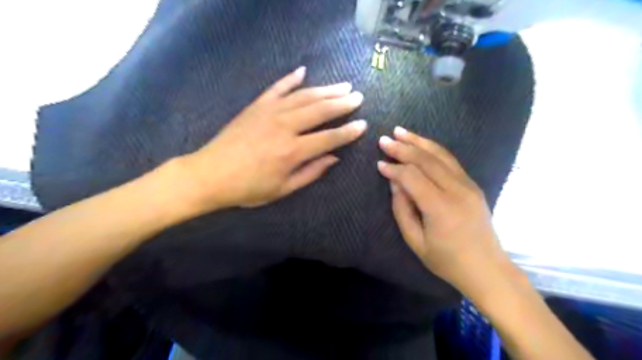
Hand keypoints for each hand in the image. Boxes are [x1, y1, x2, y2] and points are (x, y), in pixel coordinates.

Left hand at [179, 66, 365, 209]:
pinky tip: (303, 71)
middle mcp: (285, 126)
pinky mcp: (256, 106)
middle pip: (320, 110)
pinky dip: (291, 79)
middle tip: (358, 97)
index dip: (348, 132)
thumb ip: (311, 172)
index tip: (363, 124)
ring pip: (304, 96)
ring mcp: (270, 112)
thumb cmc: (248, 188)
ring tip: (343, 85)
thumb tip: (334, 157)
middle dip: (342, 103)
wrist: (210, 174)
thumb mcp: (283, 189)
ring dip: (325, 89)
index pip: (329, 137)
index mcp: (293, 151)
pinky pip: (277, 88)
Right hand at [377, 127, 515, 298]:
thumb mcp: (415, 242)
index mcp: (440, 208)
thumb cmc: (447, 261)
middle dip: (403, 148)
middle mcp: (456, 190)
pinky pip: (450, 161)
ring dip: (419, 141)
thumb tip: (394, 183)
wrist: (488, 269)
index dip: (394, 169)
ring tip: (401, 132)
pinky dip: (433, 149)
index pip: (412, 177)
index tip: (379, 164)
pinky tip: (421, 144)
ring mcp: (468, 185)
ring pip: (441, 155)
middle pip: (426, 160)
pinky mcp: (473, 184)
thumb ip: (402, 210)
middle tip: (385, 139)